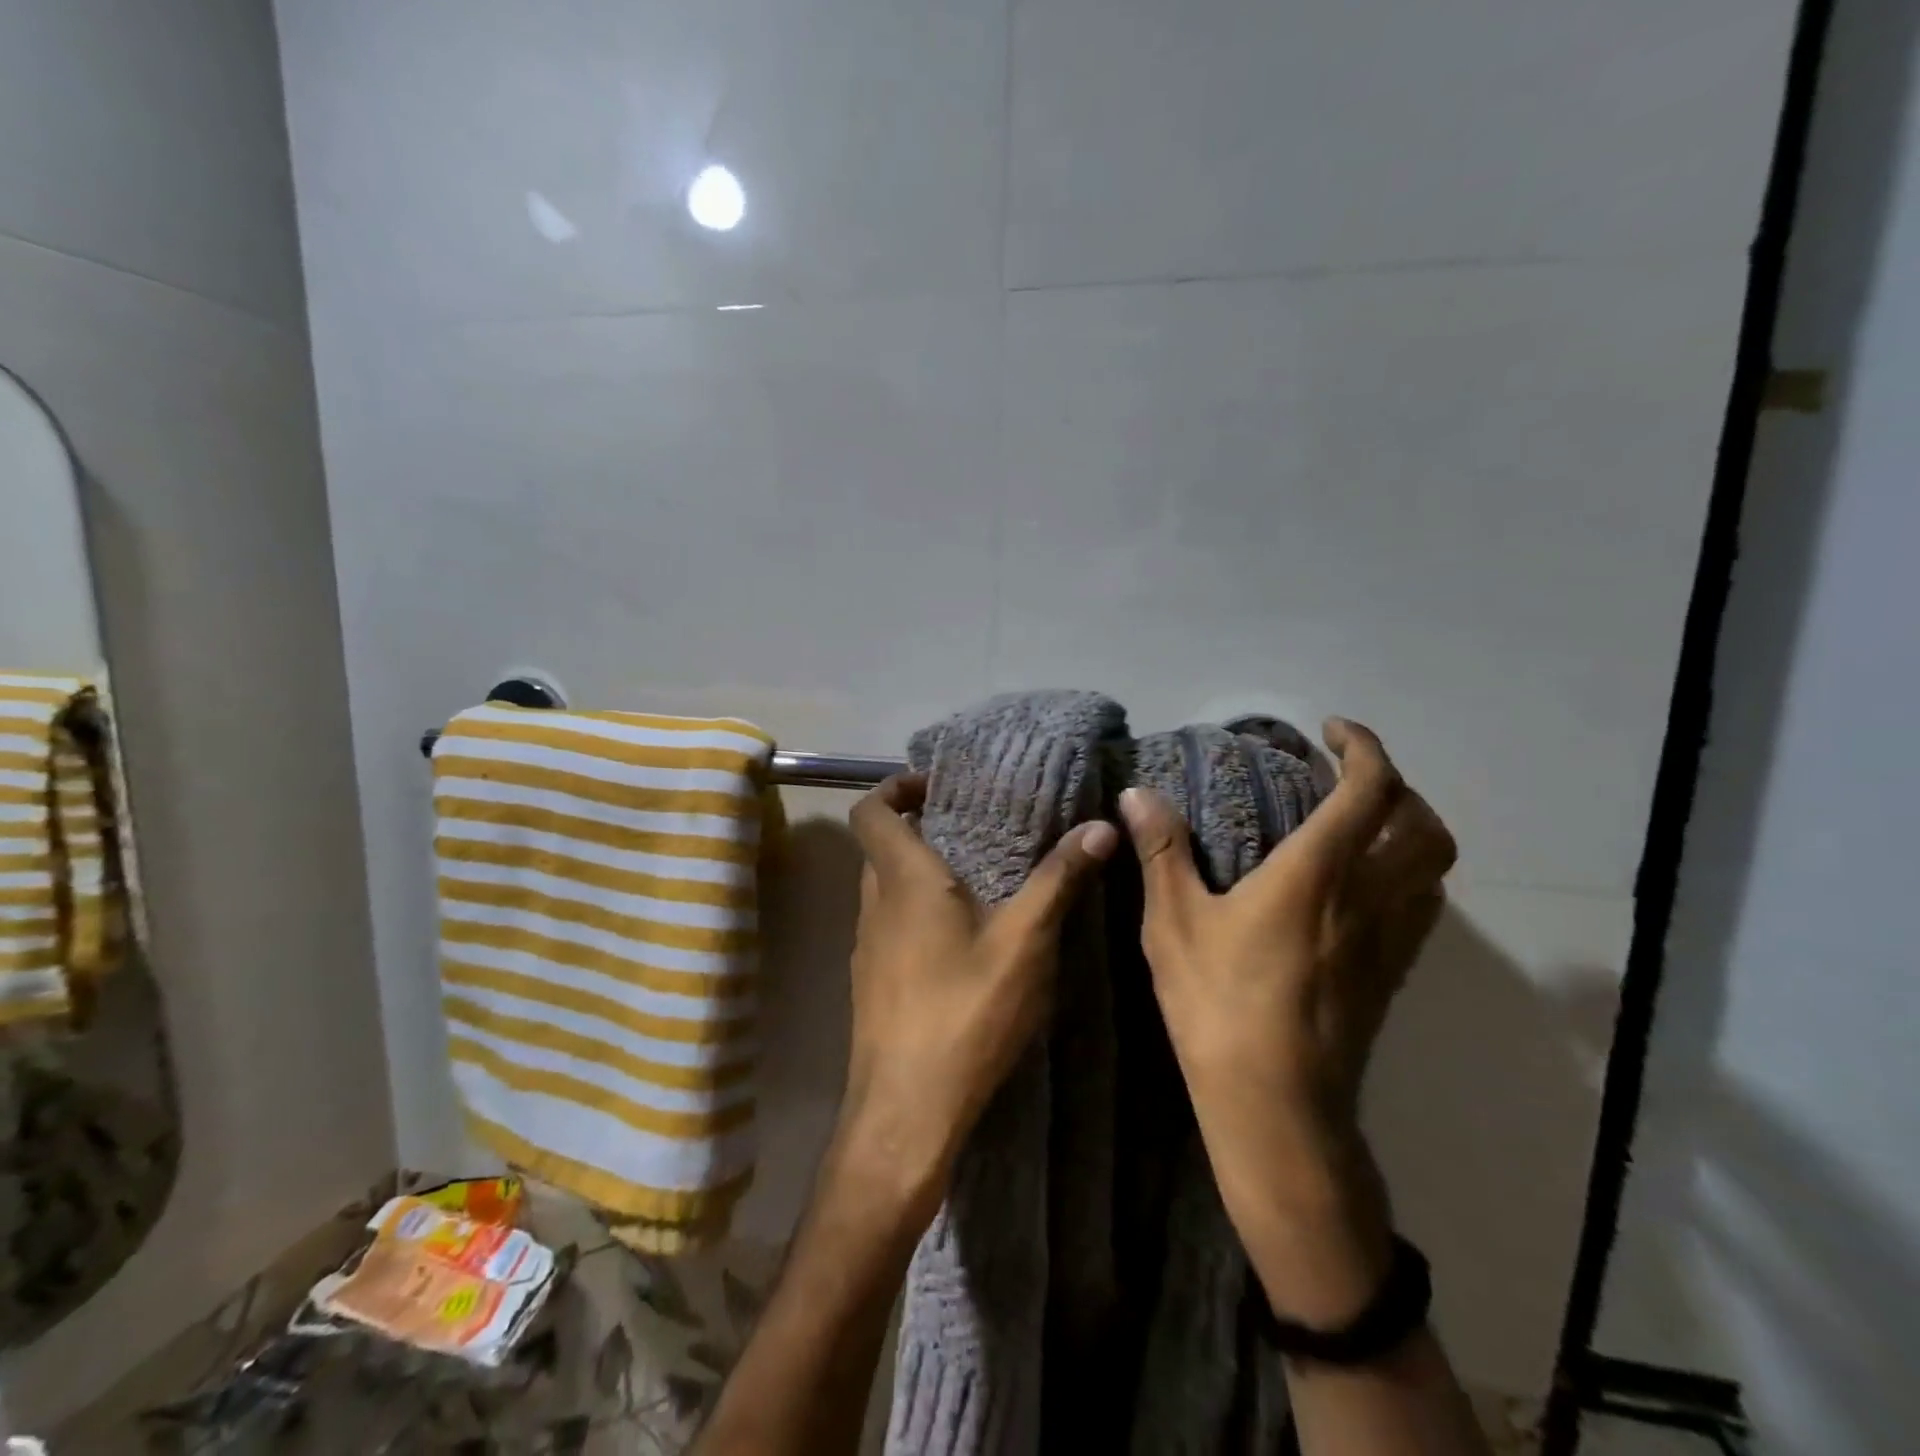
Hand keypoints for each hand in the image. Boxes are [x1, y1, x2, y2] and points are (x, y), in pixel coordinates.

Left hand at [837, 773, 1118, 1217]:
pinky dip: (916, 914)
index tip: (936, 786)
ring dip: (918, 875)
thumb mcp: (1025, 943)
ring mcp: (867, 948)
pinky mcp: (872, 983)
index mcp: (903, 881)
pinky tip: (962, 943)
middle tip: (971, 829)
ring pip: (885, 890)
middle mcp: (874, 906)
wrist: (906, 1111)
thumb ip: (1059, 880)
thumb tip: (1099, 825)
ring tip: (976, 881)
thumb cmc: (964, 1013)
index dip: (895, 787)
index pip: (871, 811)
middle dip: (918, 830)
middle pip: (880, 847)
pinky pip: (890, 927)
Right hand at [1118, 718, 1454, 1324]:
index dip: (1362, 747)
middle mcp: (1369, 896)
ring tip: (1362, 823)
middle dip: (1395, 784)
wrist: (1277, 1108)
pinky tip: (1362, 885)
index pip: (1369, 789)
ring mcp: (1390, 939)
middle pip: (1422, 822)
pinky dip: (1408, 872)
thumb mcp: (1173, 923)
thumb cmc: (1218, 1006)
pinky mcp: (1393, 974)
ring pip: (1434, 865)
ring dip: (1410, 827)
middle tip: (1347, 777)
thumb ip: (1162, 851)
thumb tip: (1137, 794)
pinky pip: (1422, 904)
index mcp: (1318, 873)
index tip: (1332, 731)